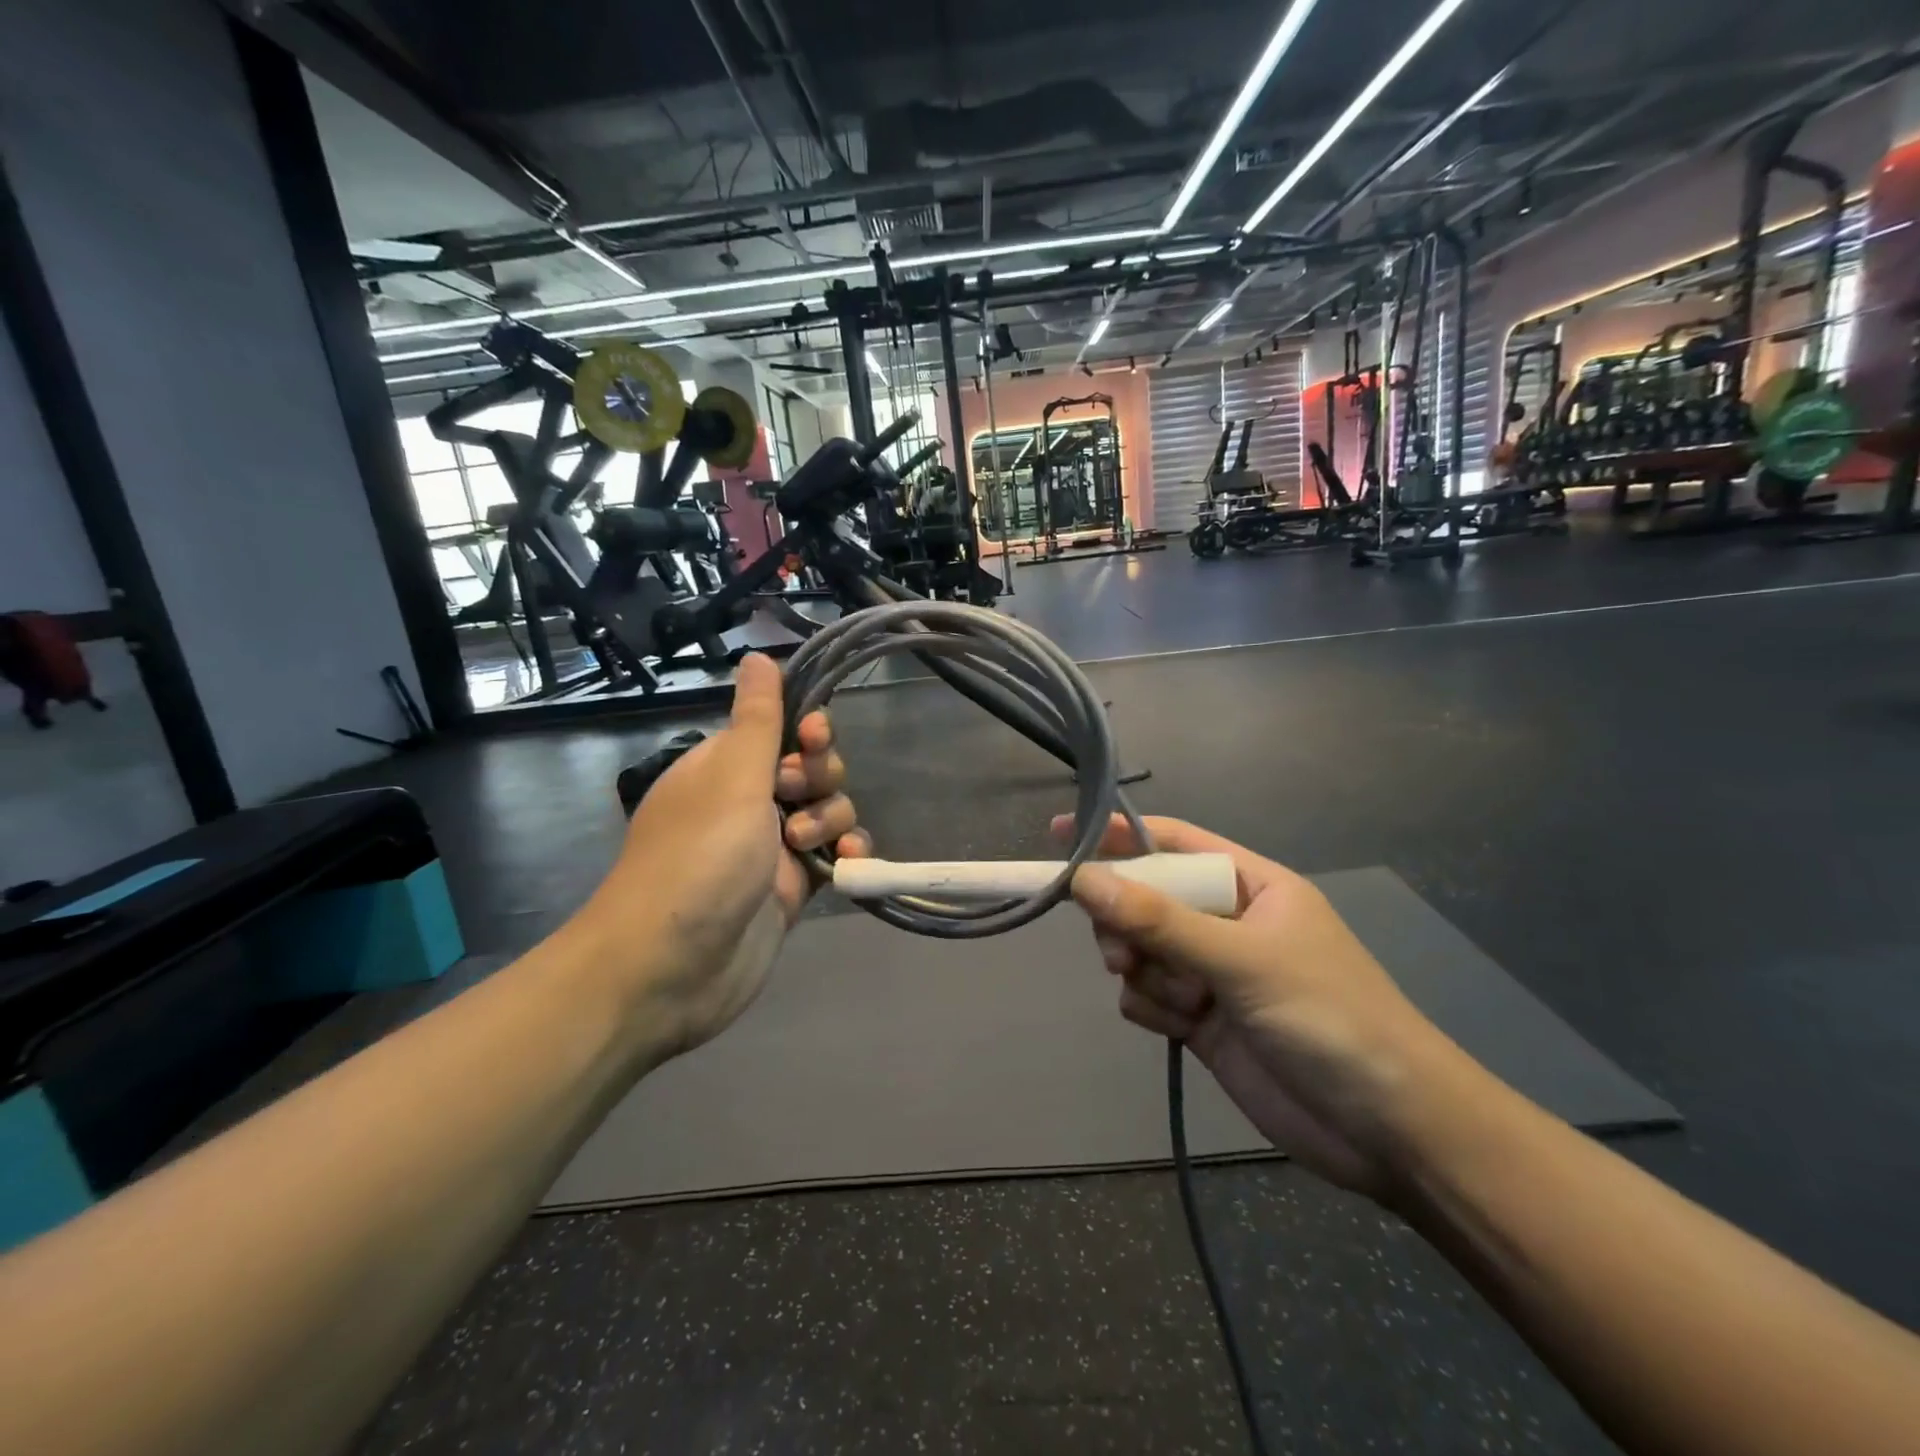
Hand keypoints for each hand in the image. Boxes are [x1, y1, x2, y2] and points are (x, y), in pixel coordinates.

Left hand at [573, 653, 868, 1060]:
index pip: (779, 729)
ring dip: (831, 820)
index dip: (806, 730)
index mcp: (724, 768)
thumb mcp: (731, 778)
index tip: (815, 738)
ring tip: (807, 845)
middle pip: (811, 770)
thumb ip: (758, 719)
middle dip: (819, 778)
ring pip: (826, 812)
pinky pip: (831, 857)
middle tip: (797, 798)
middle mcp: (748, 802)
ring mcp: (770, 848)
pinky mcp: (791, 889)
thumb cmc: (698, 859)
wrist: (669, 969)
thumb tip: (758, 654)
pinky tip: (849, 863)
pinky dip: (844, 855)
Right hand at [1057, 814, 1461, 1200]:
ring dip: (1143, 971)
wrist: (1389, 1132)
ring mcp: (1212, 973)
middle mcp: (1226, 922)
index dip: (1117, 836)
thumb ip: (1159, 921)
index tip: (1058, 835)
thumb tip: (1082, 879)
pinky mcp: (1201, 1021)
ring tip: (1177, 999)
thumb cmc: (1328, 1019)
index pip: (1171, 844)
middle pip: (1145, 899)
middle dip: (1127, 922)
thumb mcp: (1242, 961)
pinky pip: (1147, 995)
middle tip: (1122, 951)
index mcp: (1250, 886)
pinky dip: (1151, 1006)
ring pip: (1141, 950)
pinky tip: (1179, 1027)